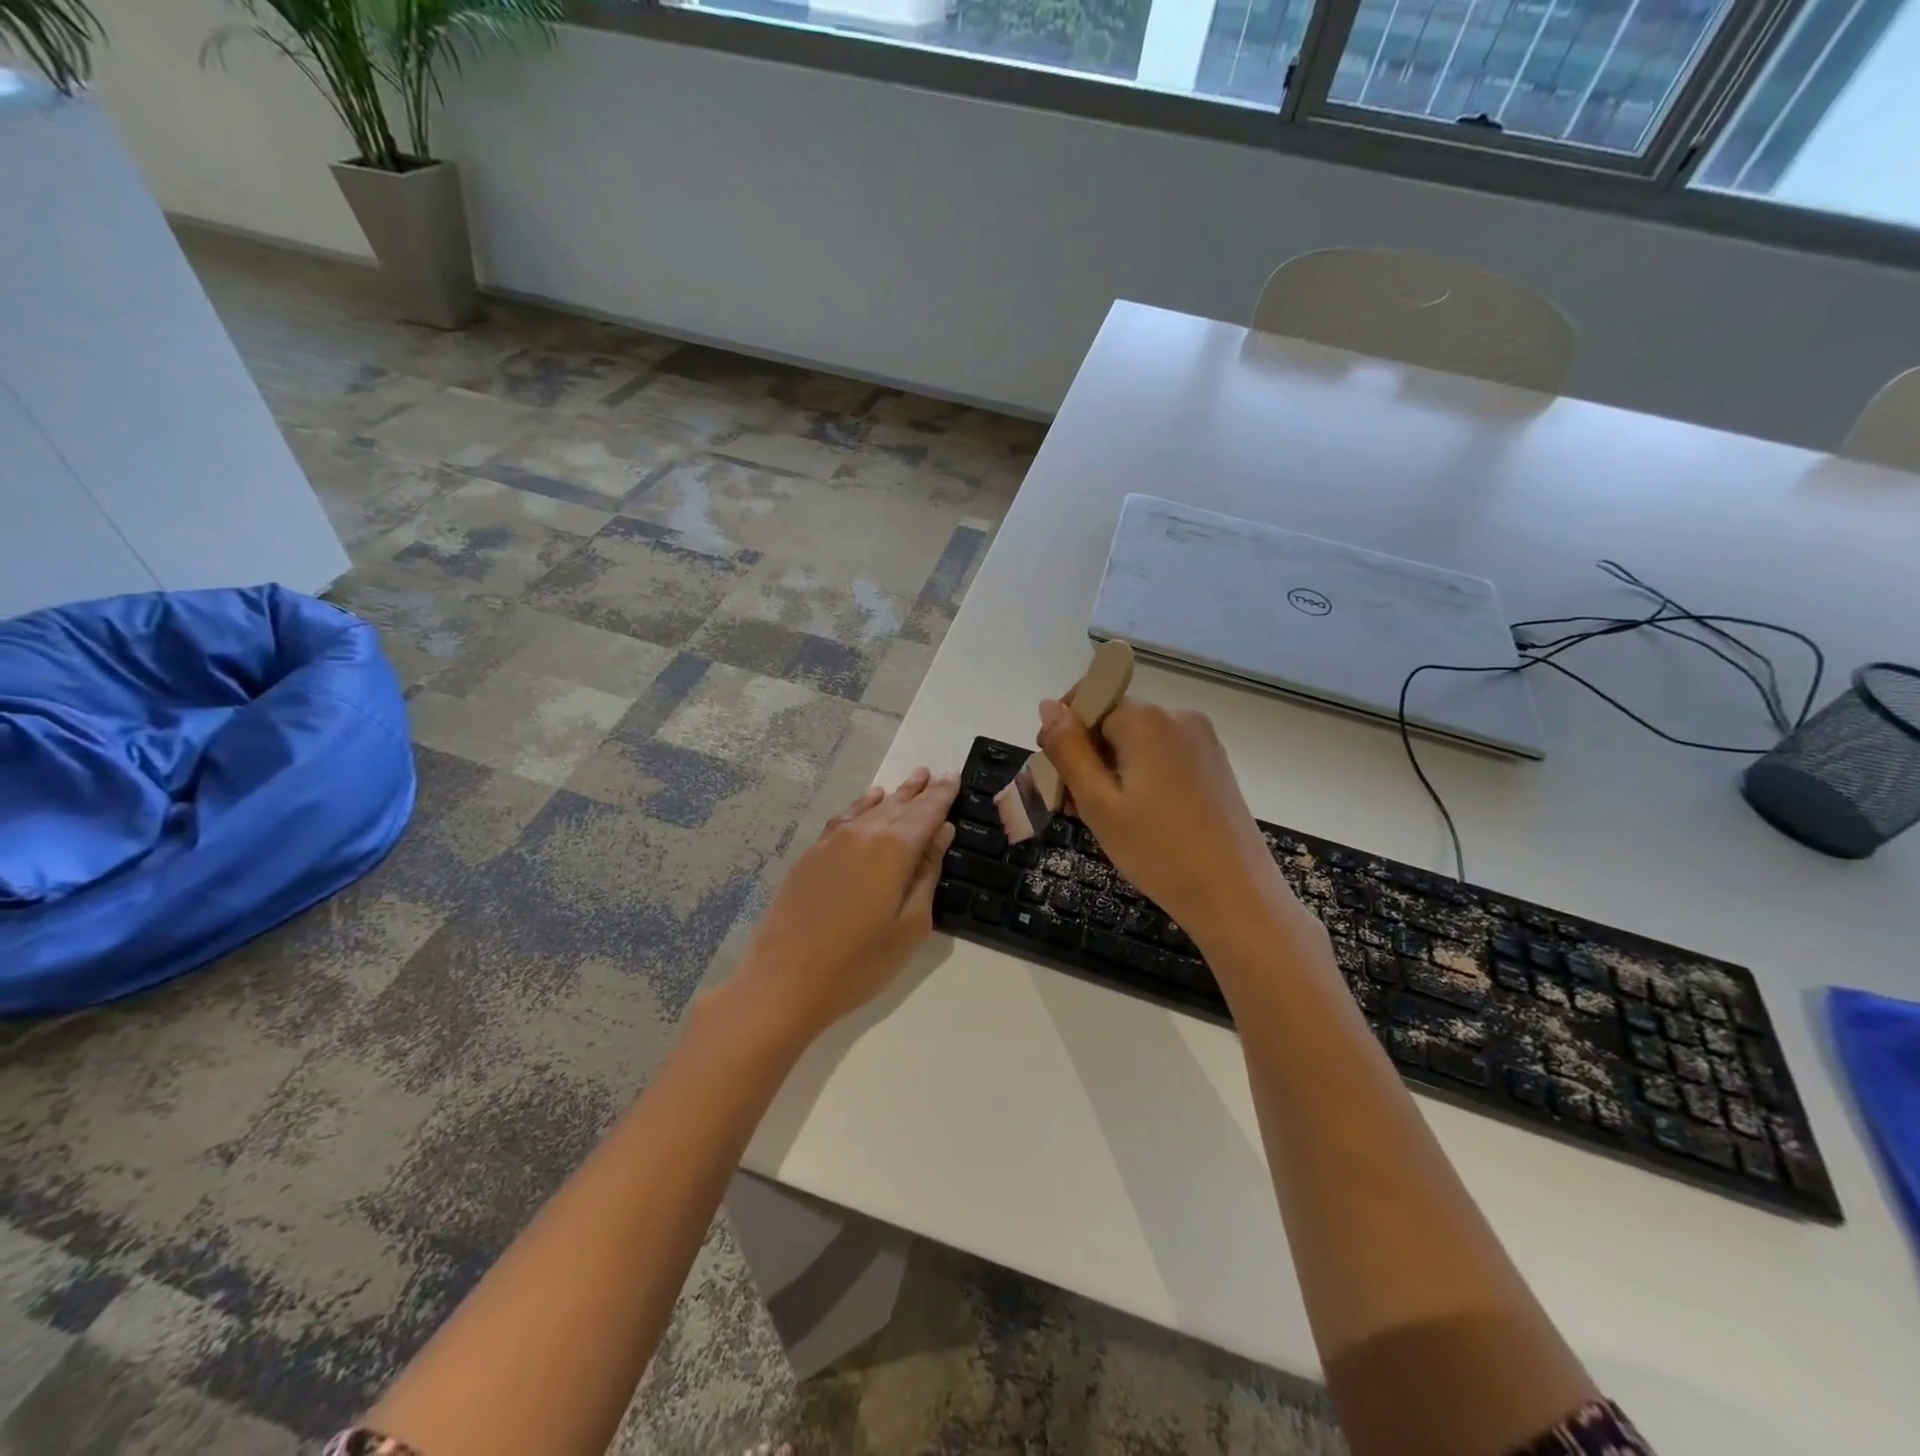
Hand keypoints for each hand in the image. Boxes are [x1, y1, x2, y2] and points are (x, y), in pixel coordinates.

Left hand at [732, 767, 958, 1043]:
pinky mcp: (811, 855)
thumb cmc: (860, 962)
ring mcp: (832, 842)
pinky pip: (845, 819)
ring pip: (870, 808)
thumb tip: (941, 833)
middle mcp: (863, 834)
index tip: (955, 776)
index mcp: (894, 849)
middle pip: (898, 805)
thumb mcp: (910, 925)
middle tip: (935, 773)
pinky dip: (862, 807)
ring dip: (893, 796)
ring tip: (910, 781)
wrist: (784, 980)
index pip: (926, 812)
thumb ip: (927, 874)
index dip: (943, 795)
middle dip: (919, 791)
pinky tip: (868, 802)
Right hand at [1037, 698, 1293, 944]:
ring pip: (1136, 741)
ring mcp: (1202, 740)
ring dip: (1110, 770)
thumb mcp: (1099, 803)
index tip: (1055, 775)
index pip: (1090, 702)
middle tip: (1075, 808)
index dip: (1065, 734)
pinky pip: (1161, 755)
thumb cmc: (1158, 852)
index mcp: (1148, 720)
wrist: (1235, 897)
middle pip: (1113, 720)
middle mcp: (1179, 717)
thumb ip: (1068, 750)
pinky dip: (1139, 776)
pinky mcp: (1213, 763)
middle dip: (1087, 756)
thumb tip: (1047, 706)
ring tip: (1104, 819)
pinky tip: (1136, 817)